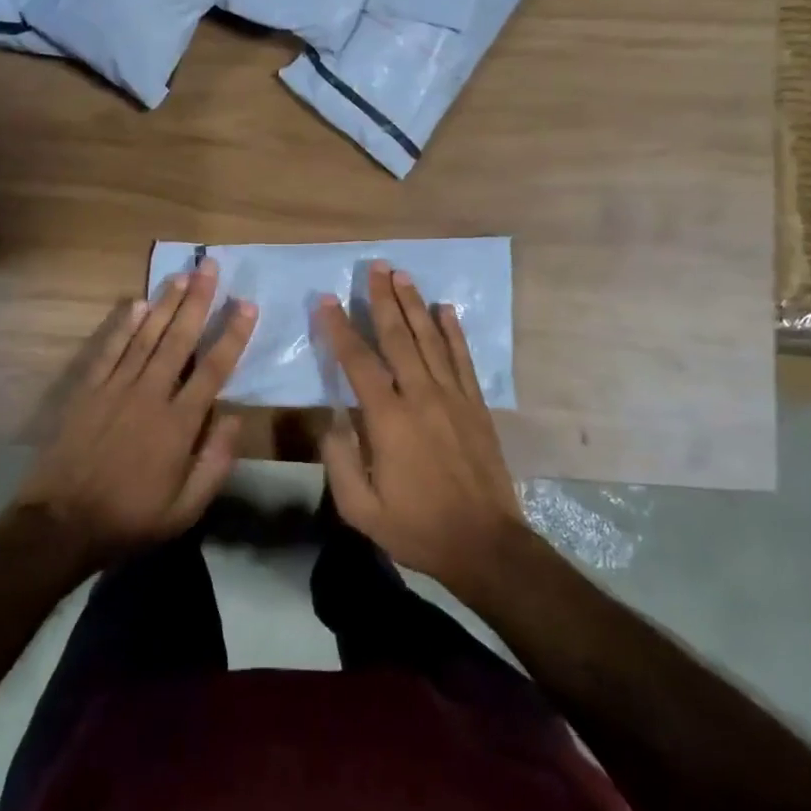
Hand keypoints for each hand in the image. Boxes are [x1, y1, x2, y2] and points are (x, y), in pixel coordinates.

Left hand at [16, 259, 256, 568]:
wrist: (60, 525)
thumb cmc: (130, 519)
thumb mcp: (185, 509)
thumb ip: (215, 463)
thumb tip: (235, 418)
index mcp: (179, 424)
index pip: (214, 369)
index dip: (233, 335)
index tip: (247, 304)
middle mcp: (150, 395)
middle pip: (179, 340)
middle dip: (198, 301)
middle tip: (210, 266)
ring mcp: (115, 389)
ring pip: (146, 337)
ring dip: (166, 303)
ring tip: (182, 274)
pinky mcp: (87, 392)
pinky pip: (109, 350)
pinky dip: (124, 326)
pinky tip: (137, 303)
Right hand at [314, 262, 526, 598]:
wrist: (484, 544)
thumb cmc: (417, 527)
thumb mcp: (361, 508)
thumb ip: (339, 460)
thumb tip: (332, 419)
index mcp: (388, 419)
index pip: (358, 362)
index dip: (340, 329)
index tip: (326, 300)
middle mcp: (421, 397)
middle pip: (399, 337)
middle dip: (383, 299)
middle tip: (374, 266)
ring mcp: (454, 398)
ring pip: (431, 340)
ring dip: (415, 305)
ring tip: (403, 275)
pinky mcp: (476, 407)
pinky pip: (463, 360)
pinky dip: (454, 333)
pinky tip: (446, 310)